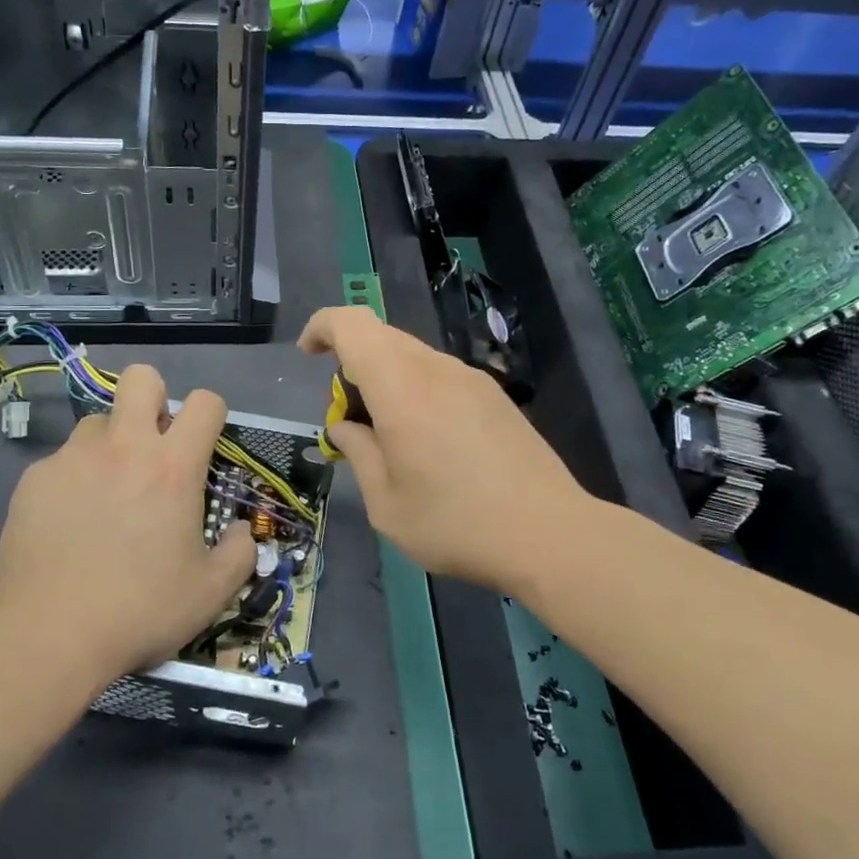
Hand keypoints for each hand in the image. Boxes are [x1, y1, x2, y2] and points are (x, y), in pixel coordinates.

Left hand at [0, 364, 255, 689]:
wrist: (50, 636)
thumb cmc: (140, 610)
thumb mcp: (210, 592)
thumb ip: (239, 553)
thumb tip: (242, 531)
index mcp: (173, 466)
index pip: (204, 402)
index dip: (211, 414)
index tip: (205, 444)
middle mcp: (123, 447)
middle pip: (141, 378)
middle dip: (154, 398)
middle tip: (154, 446)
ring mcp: (72, 459)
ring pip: (97, 422)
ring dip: (111, 443)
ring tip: (107, 492)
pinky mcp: (34, 479)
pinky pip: (62, 461)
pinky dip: (73, 479)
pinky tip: (69, 524)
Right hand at [300, 306, 590, 592]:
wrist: (550, 534)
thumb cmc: (456, 524)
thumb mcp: (387, 505)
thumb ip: (359, 454)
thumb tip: (345, 427)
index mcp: (401, 388)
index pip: (352, 324)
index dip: (322, 327)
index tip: (308, 356)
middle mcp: (436, 369)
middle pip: (381, 336)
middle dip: (351, 361)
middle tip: (349, 416)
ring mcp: (471, 379)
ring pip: (412, 355)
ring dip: (386, 378)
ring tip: (389, 436)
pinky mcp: (494, 396)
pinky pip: (440, 374)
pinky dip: (416, 389)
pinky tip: (429, 440)